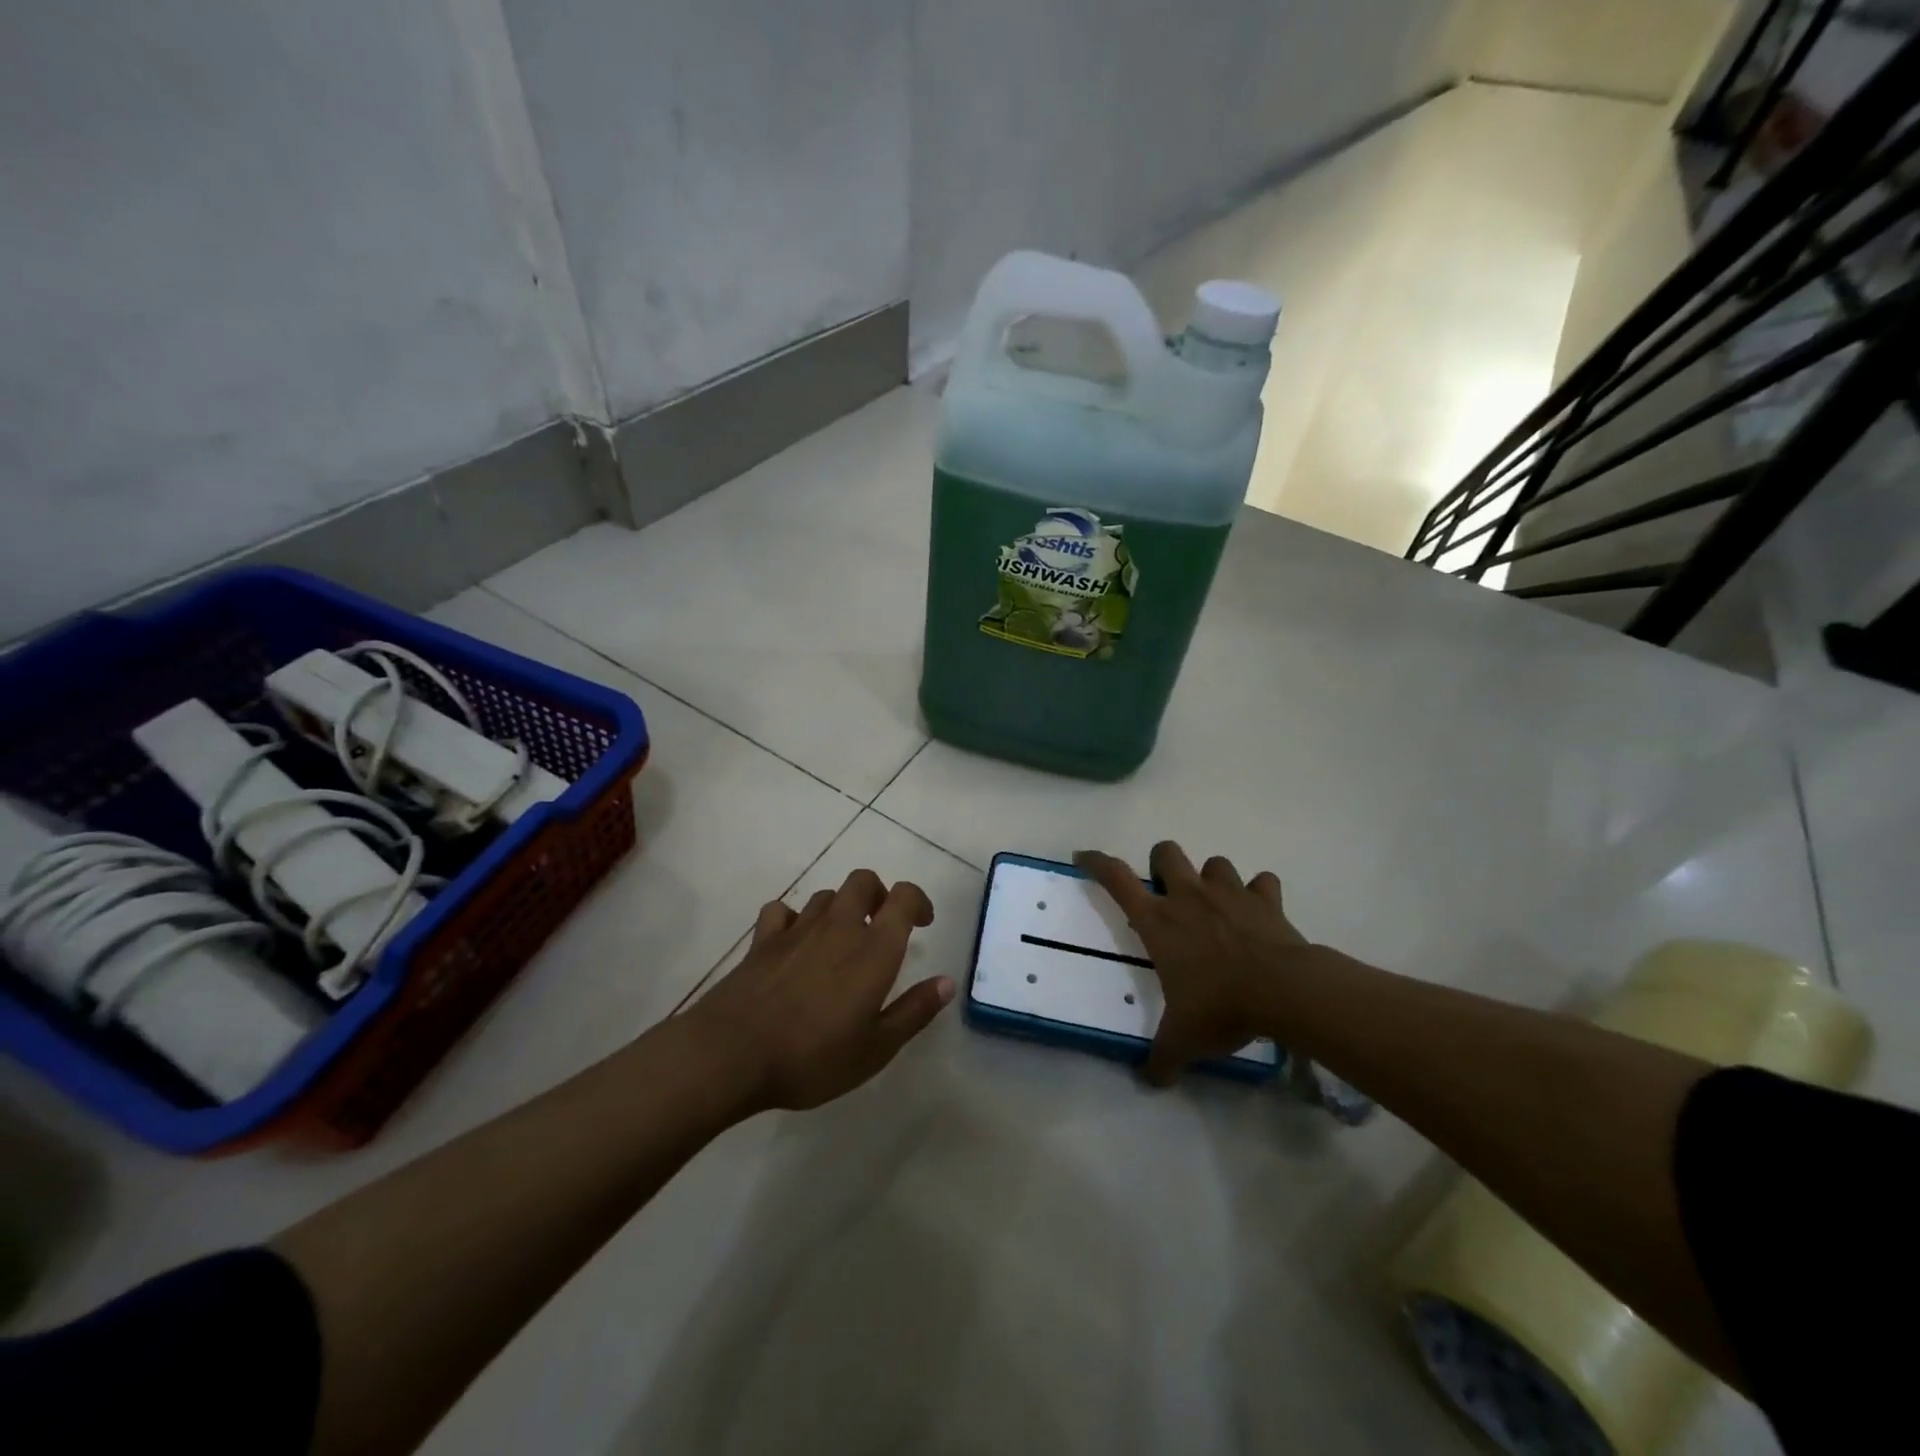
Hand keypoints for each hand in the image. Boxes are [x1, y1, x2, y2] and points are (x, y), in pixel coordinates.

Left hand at [686, 869, 953, 1112]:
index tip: (922, 923)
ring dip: (840, 908)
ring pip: (826, 895)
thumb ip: (914, 1011)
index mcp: (874, 949)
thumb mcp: (876, 1048)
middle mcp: (839, 927)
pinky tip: (794, 941)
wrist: (732, 1053)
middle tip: (882, 924)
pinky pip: (781, 911)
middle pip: (863, 881)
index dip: (917, 901)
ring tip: (841, 939)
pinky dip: (793, 919)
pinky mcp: (763, 940)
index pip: (903, 897)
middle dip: (878, 894)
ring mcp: (797, 929)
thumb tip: (947, 982)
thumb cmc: (813, 1056)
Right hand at [1076, 841, 1308, 1085]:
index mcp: (1158, 921)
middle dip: (1162, 862)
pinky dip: (1260, 893)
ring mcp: (1229, 893)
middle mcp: (1189, 896)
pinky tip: (1259, 913)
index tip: (1083, 856)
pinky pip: (1262, 883)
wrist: (1284, 991)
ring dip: (1212, 879)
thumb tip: (1149, 1082)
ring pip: (1215, 863)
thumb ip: (1162, 1058)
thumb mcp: (1183, 1039)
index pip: (1115, 878)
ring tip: (1216, 905)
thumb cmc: (1221, 1006)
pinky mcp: (1265, 900)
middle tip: (1167, 890)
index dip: (1096, 862)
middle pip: (1166, 852)